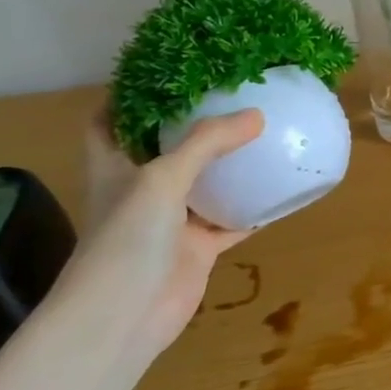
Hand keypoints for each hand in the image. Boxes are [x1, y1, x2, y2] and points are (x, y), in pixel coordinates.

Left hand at [46, 109, 262, 376]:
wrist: (123, 317)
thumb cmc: (126, 240)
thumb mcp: (162, 179)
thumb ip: (208, 144)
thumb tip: (257, 115)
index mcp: (114, 168)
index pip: (108, 122)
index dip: (125, 97)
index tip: (161, 72)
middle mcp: (140, 190)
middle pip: (163, 150)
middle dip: (191, 126)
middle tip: (230, 97)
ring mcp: (170, 222)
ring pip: (204, 186)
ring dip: (229, 167)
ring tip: (264, 134)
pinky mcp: (197, 249)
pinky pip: (232, 221)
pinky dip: (254, 209)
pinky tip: (282, 191)